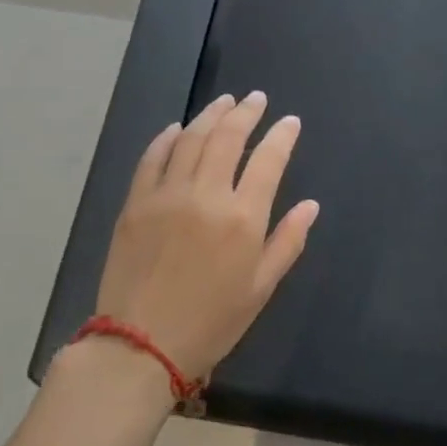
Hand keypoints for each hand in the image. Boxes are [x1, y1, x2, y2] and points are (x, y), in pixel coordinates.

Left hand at [93, 92, 319, 380]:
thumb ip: (288, 241)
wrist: (140, 346)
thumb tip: (311, 205)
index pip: (269, 160)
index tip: (290, 122)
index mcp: (242, 218)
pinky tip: (177, 128)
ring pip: (191, 139)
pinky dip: (166, 138)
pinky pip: (152, 158)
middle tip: (256, 98)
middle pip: (228, 138)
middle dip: (246, 113)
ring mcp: (166, 195)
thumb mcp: (261, 288)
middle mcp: (206, 195)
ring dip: (210, 115)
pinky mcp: (135, 203)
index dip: (282, 136)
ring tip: (225, 101)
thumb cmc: (211, 322)